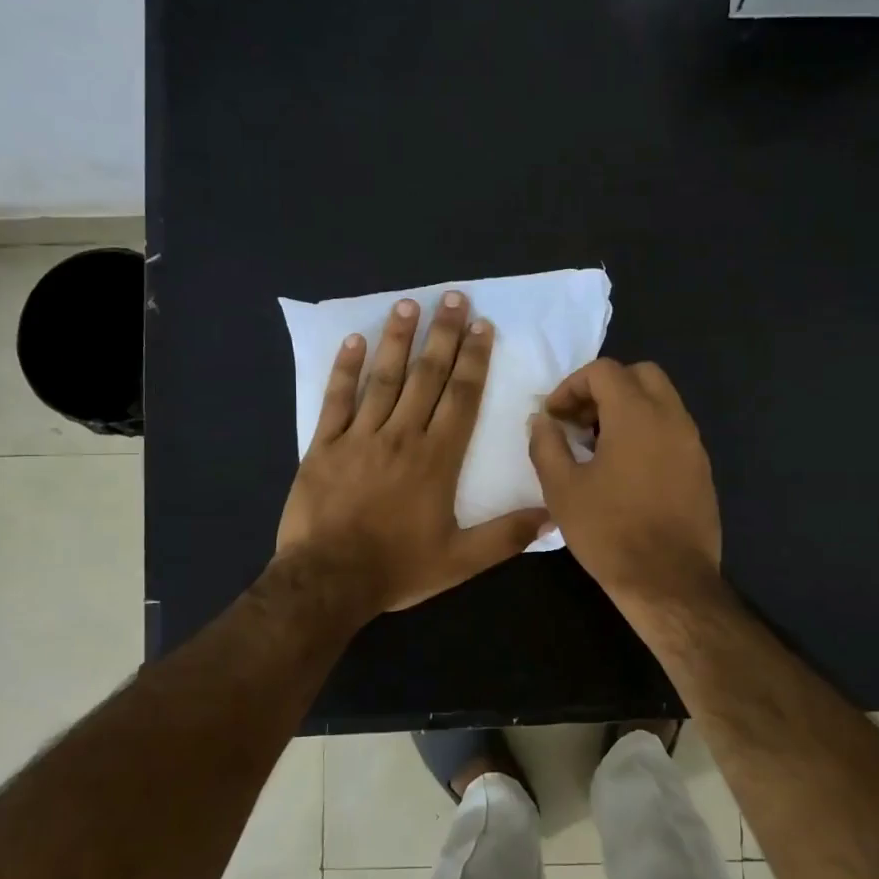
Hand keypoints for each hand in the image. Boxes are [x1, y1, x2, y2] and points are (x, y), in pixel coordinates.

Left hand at [277, 291, 551, 615]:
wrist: (328, 580)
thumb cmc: (398, 568)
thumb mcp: (461, 560)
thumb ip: (507, 536)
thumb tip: (553, 515)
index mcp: (437, 459)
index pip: (462, 398)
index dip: (474, 360)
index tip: (482, 326)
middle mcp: (402, 436)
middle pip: (427, 376)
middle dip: (443, 335)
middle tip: (453, 298)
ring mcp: (360, 437)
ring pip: (384, 378)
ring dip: (398, 339)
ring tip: (409, 304)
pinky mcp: (324, 446)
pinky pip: (336, 399)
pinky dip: (345, 369)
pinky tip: (353, 341)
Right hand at [527, 358, 721, 610]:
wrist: (668, 581)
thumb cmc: (609, 532)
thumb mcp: (562, 489)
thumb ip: (546, 444)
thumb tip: (542, 420)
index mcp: (636, 414)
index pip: (604, 371)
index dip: (572, 386)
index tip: (554, 416)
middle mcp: (671, 418)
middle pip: (640, 375)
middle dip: (605, 389)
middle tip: (580, 422)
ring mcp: (692, 443)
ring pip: (661, 401)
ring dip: (628, 410)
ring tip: (599, 448)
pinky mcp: (701, 468)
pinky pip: (673, 431)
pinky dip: (648, 432)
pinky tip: (627, 471)